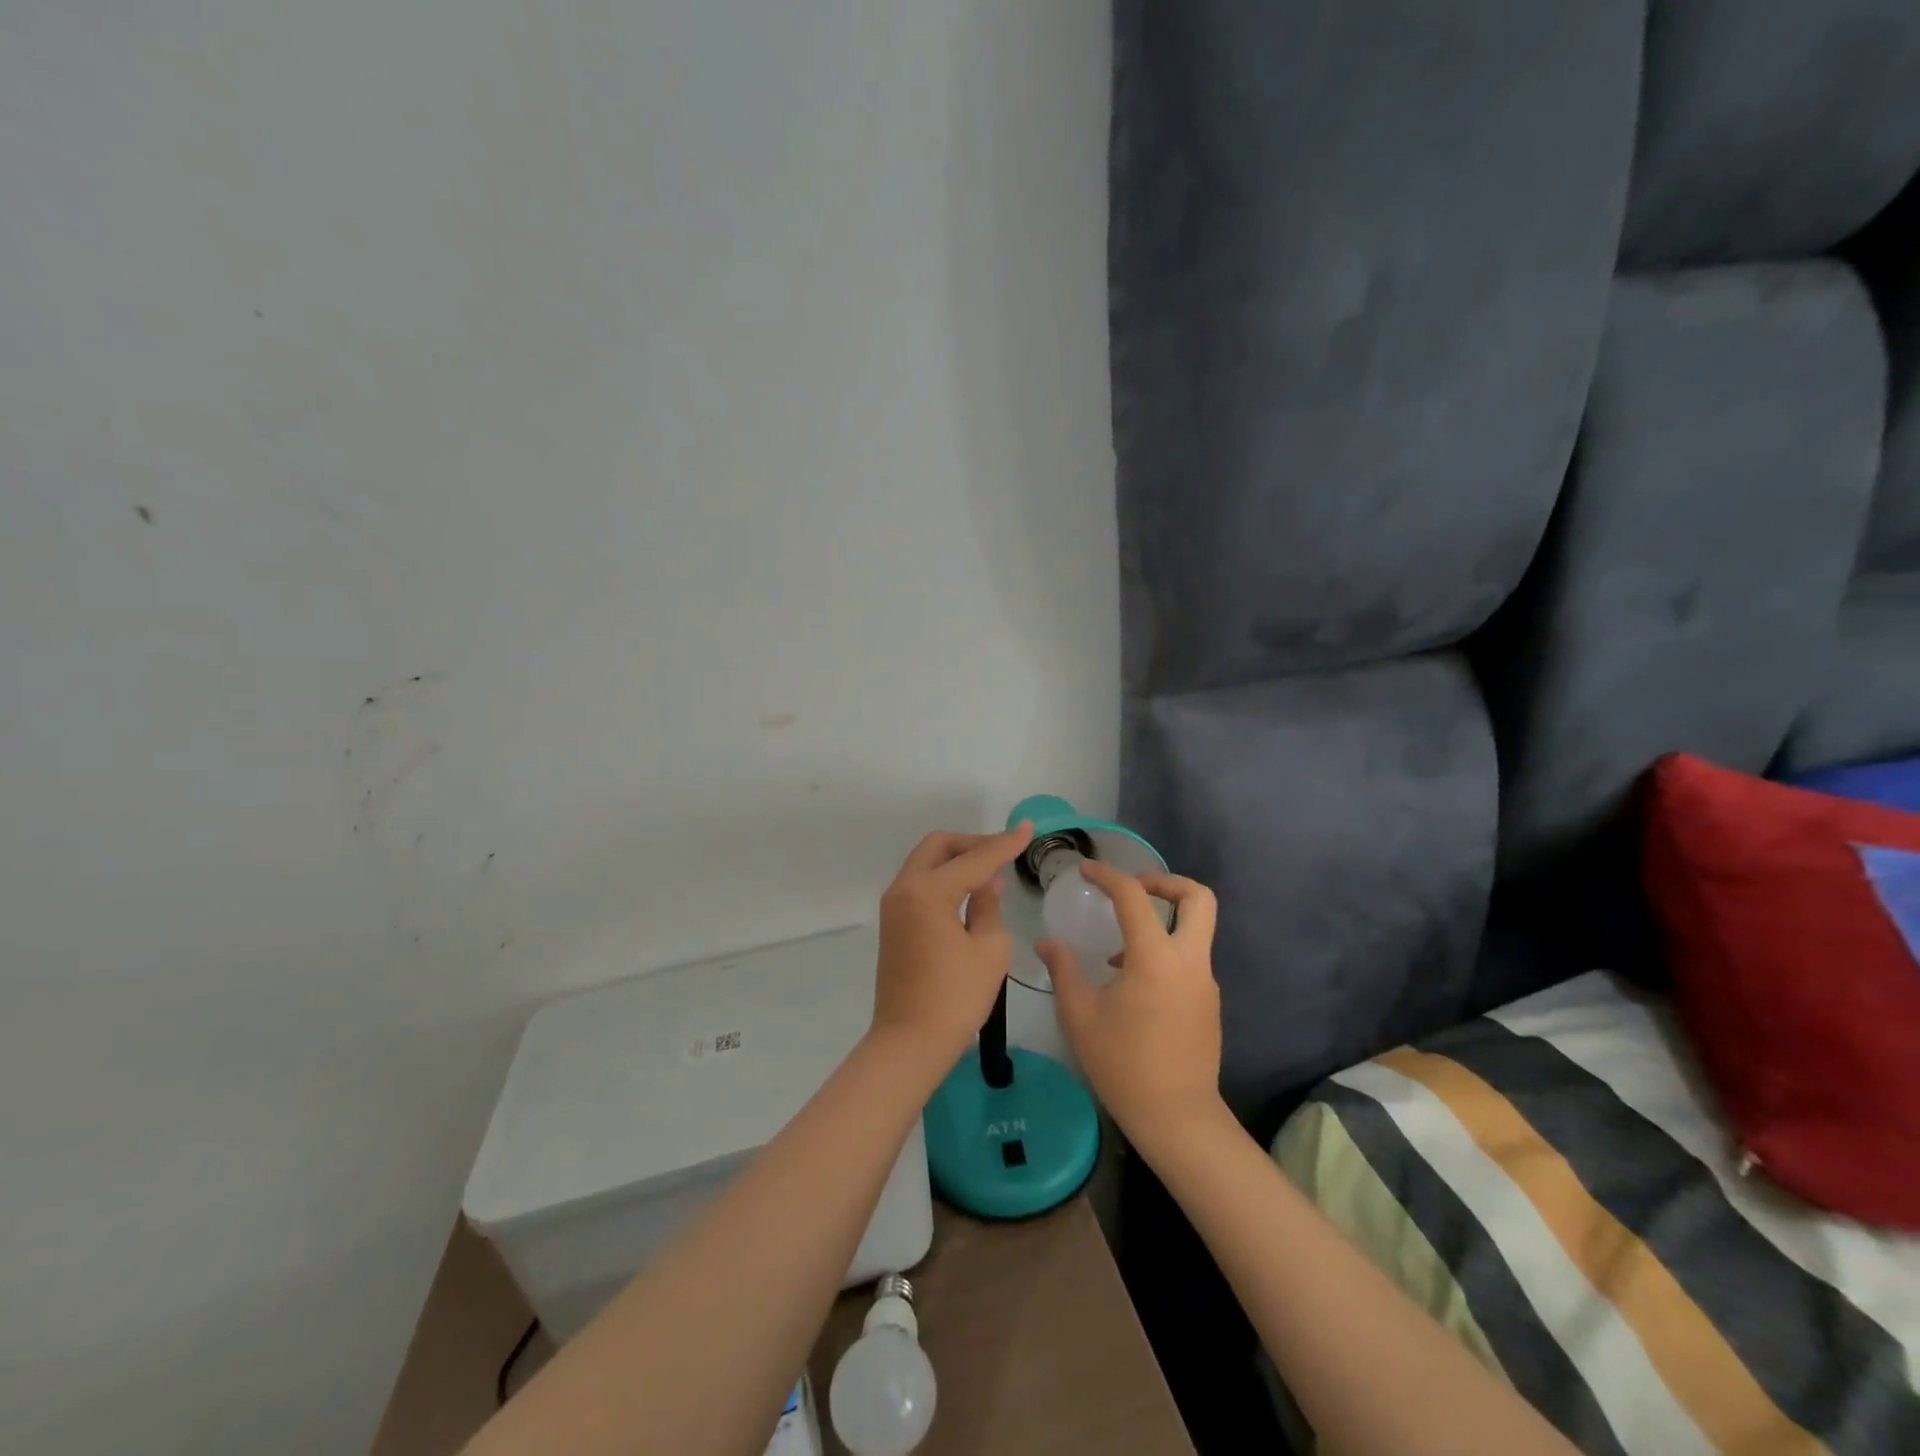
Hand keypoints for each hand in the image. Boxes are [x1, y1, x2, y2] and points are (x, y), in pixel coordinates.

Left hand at [871, 822, 1034, 1068]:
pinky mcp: (894, 923)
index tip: (1028, 829)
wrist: (909, 1043)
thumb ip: (989, 906)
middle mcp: (904, 889)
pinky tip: (971, 891)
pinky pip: (921, 884)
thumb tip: (987, 884)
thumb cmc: (955, 998)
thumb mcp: (989, 950)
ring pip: (927, 862)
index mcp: (927, 892)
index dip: (1004, 843)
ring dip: (958, 860)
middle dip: (973, 843)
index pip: (974, 859)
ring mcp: (894, 906)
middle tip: (1004, 851)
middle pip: (939, 847)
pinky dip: (945, 878)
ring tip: (992, 870)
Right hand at [1039, 863, 1226, 1157]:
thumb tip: (1048, 942)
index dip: (1108, 875)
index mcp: (1156, 958)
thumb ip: (1064, 970)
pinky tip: (1132, 979)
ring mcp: (1205, 982)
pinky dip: (1166, 949)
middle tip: (1134, 888)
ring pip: (1198, 928)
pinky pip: (1190, 958)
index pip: (1134, 896)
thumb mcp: (1080, 1015)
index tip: (1086, 871)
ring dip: (1165, 918)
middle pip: (1199, 898)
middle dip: (1167, 882)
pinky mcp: (1208, 1002)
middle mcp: (1189, 961)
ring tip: (1120, 942)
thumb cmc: (1123, 1065)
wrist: (1177, 1118)